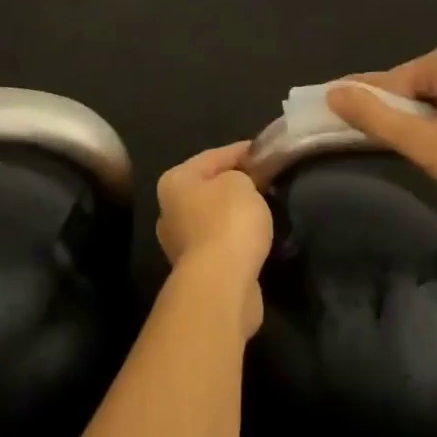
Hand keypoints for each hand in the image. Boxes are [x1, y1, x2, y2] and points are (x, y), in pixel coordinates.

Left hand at [155, 143, 273, 332]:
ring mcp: (181, 244)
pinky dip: (237, 240)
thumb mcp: (241, 183)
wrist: (221, 285)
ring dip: (236, 215)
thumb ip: (242, 176)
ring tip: (265, 210)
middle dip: (236, 184)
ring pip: (215, 218)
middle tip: (266, 182)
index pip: (213, 156)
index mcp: (175, 181)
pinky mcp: (198, 271)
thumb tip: (242, 184)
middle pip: (210, 188)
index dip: (242, 151)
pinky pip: (221, 244)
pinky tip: (256, 239)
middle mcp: (170, 210)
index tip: (265, 151)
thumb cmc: (228, 222)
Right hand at [326, 42, 436, 242]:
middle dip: (395, 114)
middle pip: (414, 86)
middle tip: (375, 145)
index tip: (336, 117)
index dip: (365, 103)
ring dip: (419, 122)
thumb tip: (333, 92)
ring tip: (408, 151)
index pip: (392, 80)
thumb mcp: (424, 145)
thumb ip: (375, 117)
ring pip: (436, 98)